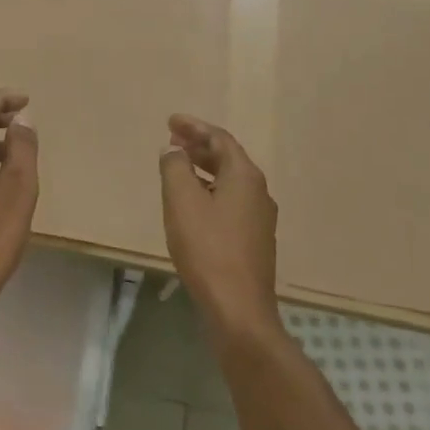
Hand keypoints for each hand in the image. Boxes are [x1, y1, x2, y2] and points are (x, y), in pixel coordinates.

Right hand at [159, 114, 279, 339]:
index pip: (220, 139)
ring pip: (229, 181)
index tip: (170, 121)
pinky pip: (230, 201)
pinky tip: (192, 203)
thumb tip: (174, 152)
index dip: (194, 127)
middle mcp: (258, 192)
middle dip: (198, 146)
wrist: (238, 308)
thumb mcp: (182, 201)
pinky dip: (209, 190)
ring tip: (177, 167)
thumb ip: (175, 168)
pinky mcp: (254, 240)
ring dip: (203, 168)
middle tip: (171, 139)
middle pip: (227, 158)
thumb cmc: (208, 248)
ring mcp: (259, 218)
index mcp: (244, 176)